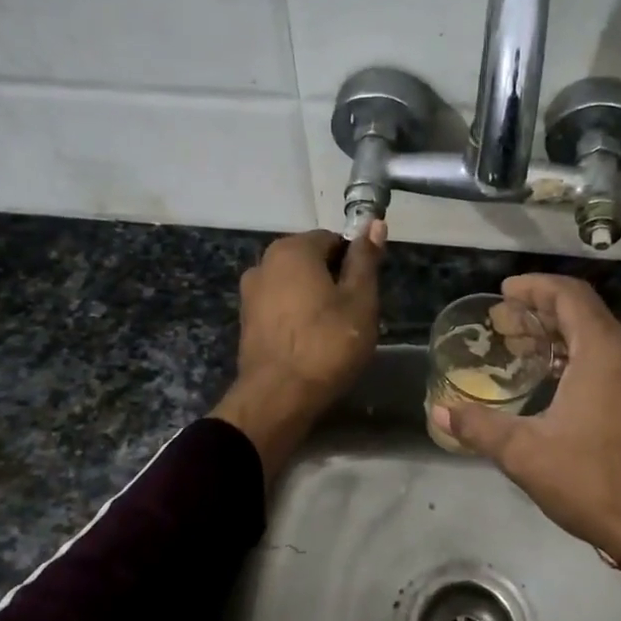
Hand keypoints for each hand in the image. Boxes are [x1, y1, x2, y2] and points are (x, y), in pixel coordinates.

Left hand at [212, 223, 385, 481]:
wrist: (278, 397)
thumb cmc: (327, 344)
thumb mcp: (359, 300)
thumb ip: (365, 259)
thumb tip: (374, 222)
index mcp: (292, 249)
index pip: (333, 239)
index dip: (355, 262)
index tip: (366, 291)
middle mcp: (264, 263)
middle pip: (311, 261)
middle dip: (334, 281)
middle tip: (354, 315)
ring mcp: (250, 293)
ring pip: (295, 286)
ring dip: (315, 300)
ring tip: (334, 333)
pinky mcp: (246, 322)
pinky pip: (280, 308)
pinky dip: (297, 318)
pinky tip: (311, 343)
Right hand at [432, 274, 620, 558]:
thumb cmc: (595, 483)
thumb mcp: (526, 454)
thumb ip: (479, 426)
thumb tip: (439, 411)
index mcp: (606, 350)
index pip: (568, 295)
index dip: (534, 287)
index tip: (505, 292)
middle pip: (585, 312)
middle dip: (542, 313)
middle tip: (504, 325)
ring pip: (603, 336)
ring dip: (563, 336)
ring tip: (525, 350)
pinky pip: (618, 358)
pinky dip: (584, 356)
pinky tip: (560, 379)